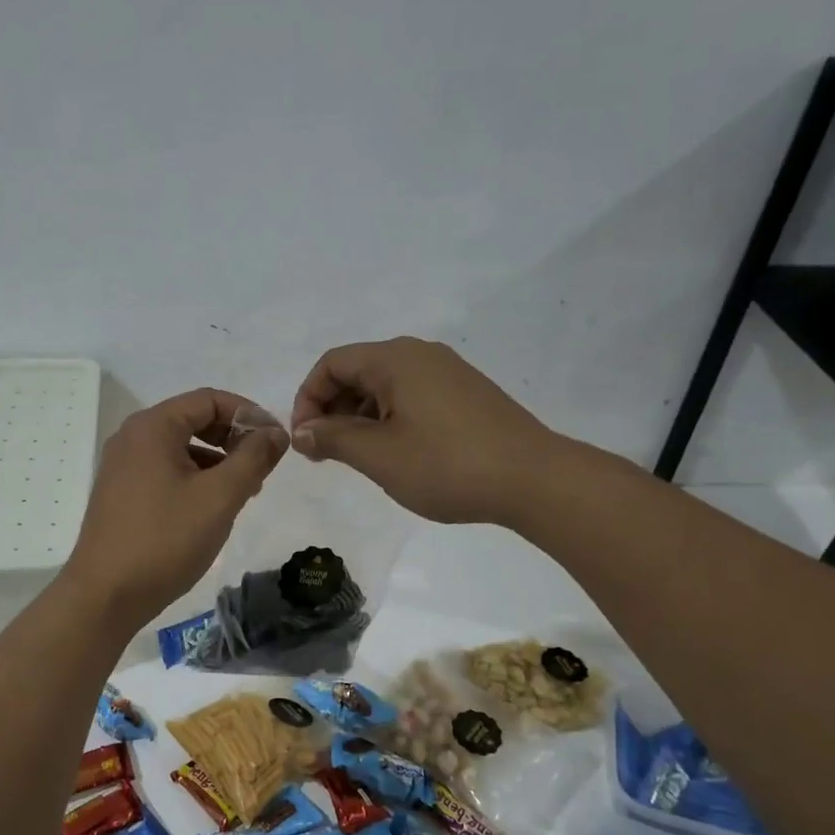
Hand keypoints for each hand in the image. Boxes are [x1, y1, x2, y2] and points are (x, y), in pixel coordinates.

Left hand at [64, 389, 287, 628]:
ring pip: (181, 448)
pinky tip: (212, 508)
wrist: (105, 595)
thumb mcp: (219, 497)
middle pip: (194, 420)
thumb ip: (253, 458)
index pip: (210, 399)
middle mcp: (133, 437)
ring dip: (217, 461)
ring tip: (244, 492)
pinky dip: (195, 478)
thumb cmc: (165, 540)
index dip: (248, 413)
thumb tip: (276, 432)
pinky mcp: (121, 493)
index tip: (276, 441)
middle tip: (263, 468)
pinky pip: (166, 470)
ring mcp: (123, 466)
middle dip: (233, 438)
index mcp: (153, 427)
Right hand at [289, 337, 557, 524]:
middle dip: (332, 409)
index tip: (305, 441)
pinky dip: (389, 419)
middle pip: (358, 371)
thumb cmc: (447, 465)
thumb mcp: (378, 455)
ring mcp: (448, 372)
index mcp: (395, 359)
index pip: (332, 363)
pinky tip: (396, 454)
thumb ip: (332, 439)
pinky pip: (412, 396)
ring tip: (359, 458)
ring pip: (385, 386)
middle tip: (326, 454)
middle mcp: (421, 355)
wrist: (533, 479)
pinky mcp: (466, 394)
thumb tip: (301, 432)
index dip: (307, 399)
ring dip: (359, 418)